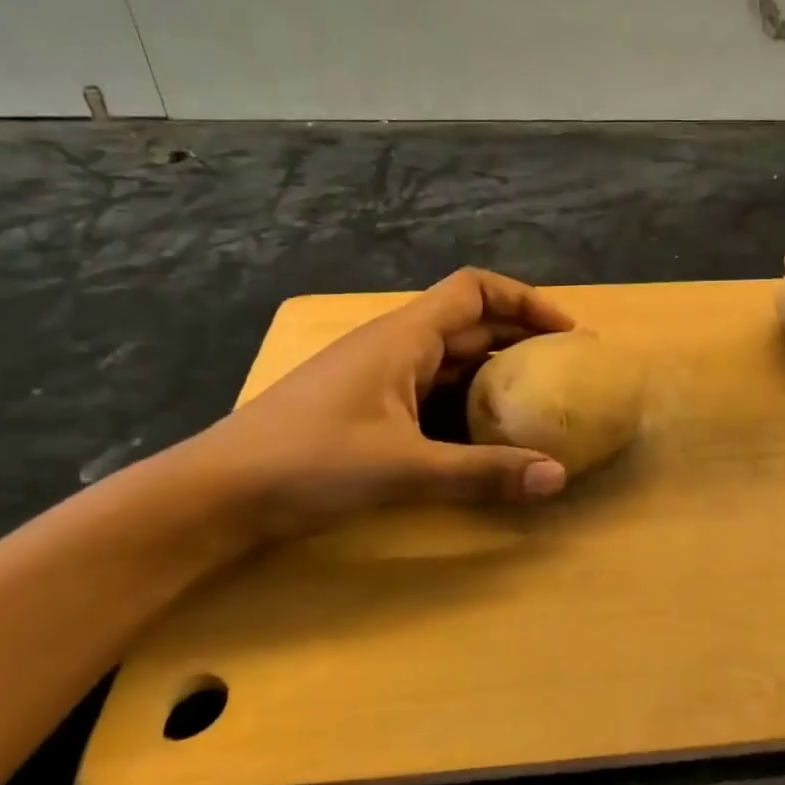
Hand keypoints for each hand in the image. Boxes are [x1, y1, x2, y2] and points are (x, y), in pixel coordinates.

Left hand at [195, 269, 574, 538]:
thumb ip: (483, 473)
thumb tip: (557, 477)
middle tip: (567, 372)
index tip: (566, 332)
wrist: (216, 494)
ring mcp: (379, 378)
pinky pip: (433, 395)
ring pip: (452, 363)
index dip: (525, 300)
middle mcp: (395, 347)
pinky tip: (487, 438)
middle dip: (522, 341)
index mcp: (404, 337)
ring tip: (540, 404)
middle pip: (471, 325)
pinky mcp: (369, 409)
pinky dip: (468, 407)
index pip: (475, 290)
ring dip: (496, 377)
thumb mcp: (403, 469)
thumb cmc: (307, 464)